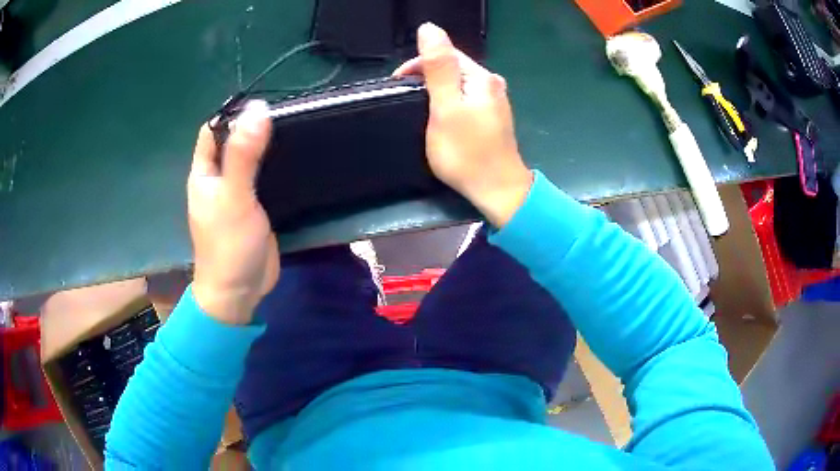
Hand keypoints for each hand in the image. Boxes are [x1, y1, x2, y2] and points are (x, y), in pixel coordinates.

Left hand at [188, 101, 279, 324]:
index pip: (213, 130)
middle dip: (253, 127)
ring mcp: (236, 194)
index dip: (232, 114)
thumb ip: (243, 155)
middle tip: (287, 114)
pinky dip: (275, 166)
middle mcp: (218, 179)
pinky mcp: (254, 207)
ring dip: (266, 146)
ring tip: (296, 129)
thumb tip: (258, 109)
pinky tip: (295, 158)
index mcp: (204, 173)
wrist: (240, 292)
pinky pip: (263, 179)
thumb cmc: (228, 245)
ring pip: (250, 159)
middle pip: (233, 142)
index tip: (263, 103)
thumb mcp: (234, 197)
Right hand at [394, 23, 532, 226]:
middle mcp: (491, 84)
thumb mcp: (446, 107)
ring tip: (419, 109)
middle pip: (452, 68)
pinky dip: (448, 103)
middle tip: (405, 100)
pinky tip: (441, 118)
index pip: (445, 54)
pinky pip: (464, 99)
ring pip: (457, 85)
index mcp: (481, 77)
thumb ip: (438, 67)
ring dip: (435, 91)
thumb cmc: (467, 152)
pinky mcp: (492, 117)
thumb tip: (430, 28)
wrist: (497, 190)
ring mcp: (494, 101)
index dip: (417, 64)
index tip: (397, 84)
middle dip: (426, 77)